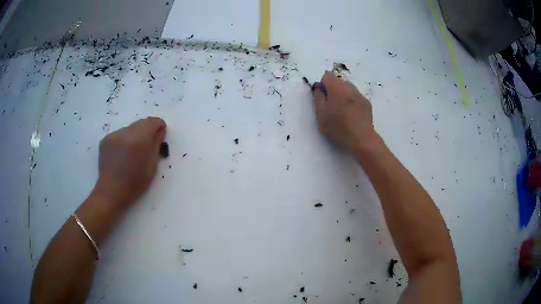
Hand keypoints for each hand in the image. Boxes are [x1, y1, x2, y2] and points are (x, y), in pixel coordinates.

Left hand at [93, 117, 165, 209]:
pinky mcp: (105, 140)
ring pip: (129, 129)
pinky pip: (119, 135)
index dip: (159, 126)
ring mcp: (113, 135)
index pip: (152, 122)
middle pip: (140, 123)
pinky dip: (124, 141)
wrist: (112, 191)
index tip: (161, 135)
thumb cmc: (135, 183)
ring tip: (133, 152)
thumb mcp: (152, 165)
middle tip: (148, 145)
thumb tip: (159, 132)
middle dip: (147, 131)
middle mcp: (125, 132)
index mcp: (139, 138)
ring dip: (134, 136)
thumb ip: (156, 144)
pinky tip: (122, 155)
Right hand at [312, 71, 378, 153]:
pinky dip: (351, 102)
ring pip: (347, 89)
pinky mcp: (367, 103)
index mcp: (337, 87)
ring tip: (342, 113)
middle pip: (338, 82)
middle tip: (331, 108)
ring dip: (343, 96)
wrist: (362, 139)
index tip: (323, 99)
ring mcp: (360, 95)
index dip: (322, 86)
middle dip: (333, 91)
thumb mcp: (321, 114)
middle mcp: (350, 87)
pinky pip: (355, 97)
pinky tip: (351, 117)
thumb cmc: (338, 127)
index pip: (327, 76)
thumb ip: (318, 97)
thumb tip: (318, 87)